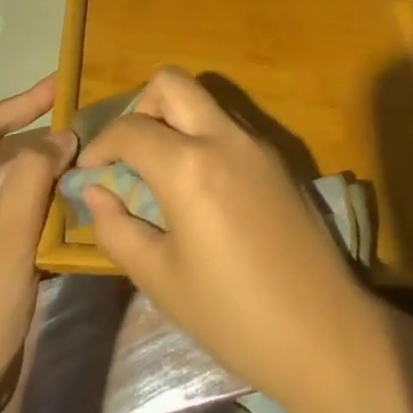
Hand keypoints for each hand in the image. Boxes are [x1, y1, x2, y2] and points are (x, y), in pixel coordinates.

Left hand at [0, 76, 75, 412]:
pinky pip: (22, 218)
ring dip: (53, 180)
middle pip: (7, 155)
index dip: (27, 100)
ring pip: (19, 188)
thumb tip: (62, 137)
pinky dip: (49, 210)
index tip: (65, 82)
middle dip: (49, 145)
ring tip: (98, 165)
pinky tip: (82, 209)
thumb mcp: (7, 234)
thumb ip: (35, 174)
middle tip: (96, 130)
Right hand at [79, 68, 374, 396]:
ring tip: (160, 171)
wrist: (322, 329)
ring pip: (203, 100)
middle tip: (129, 155)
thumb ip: (118, 228)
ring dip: (174, 118)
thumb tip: (95, 191)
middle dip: (141, 107)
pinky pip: (227, 124)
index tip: (89, 173)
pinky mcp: (276, 155)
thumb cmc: (232, 315)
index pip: (130, 128)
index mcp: (189, 166)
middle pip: (172, 83)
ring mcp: (255, 141)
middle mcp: (223, 137)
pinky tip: (199, 186)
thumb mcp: (161, 279)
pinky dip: (202, 136)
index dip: (100, 145)